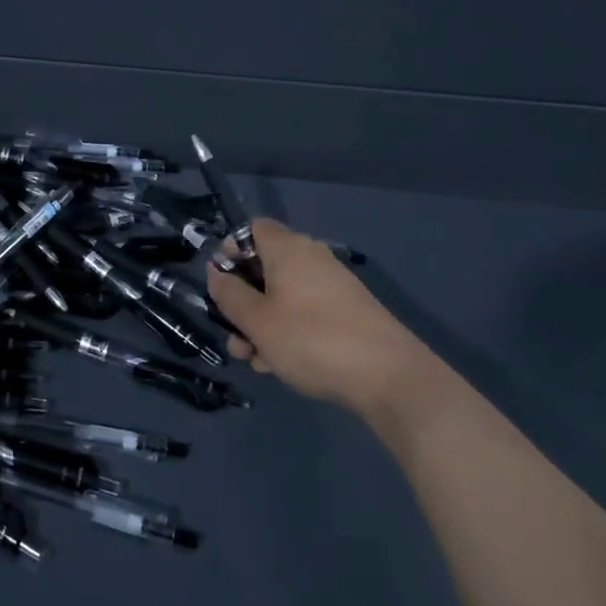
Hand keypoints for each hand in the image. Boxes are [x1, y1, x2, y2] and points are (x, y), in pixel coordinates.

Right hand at [206, 219, 428, 418]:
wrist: (389, 377)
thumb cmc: (311, 339)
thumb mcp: (257, 321)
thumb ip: (229, 294)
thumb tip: (216, 272)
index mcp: (288, 248)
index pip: (252, 229)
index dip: (231, 249)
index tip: (221, 282)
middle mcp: (310, 258)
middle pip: (265, 267)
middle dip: (243, 301)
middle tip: (234, 335)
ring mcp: (332, 286)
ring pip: (283, 296)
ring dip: (262, 324)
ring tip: (255, 361)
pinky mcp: (347, 313)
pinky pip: (306, 313)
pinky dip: (288, 332)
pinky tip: (281, 365)